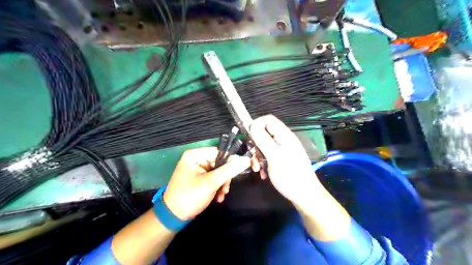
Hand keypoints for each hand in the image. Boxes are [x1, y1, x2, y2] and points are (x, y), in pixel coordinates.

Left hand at [163, 148, 249, 219]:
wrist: (173, 217)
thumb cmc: (190, 196)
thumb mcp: (211, 183)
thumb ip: (229, 170)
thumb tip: (246, 160)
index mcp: (195, 155)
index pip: (220, 152)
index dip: (232, 161)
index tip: (243, 169)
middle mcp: (196, 159)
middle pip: (220, 163)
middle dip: (225, 178)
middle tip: (226, 189)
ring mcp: (197, 169)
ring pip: (218, 172)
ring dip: (222, 184)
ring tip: (221, 196)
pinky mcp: (199, 178)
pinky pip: (213, 178)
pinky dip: (217, 187)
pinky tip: (217, 198)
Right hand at [249, 115, 322, 205]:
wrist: (304, 195)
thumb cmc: (290, 175)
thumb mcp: (274, 157)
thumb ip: (263, 140)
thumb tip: (252, 125)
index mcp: (285, 136)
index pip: (268, 120)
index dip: (257, 124)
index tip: (248, 136)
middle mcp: (284, 141)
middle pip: (265, 133)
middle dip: (256, 144)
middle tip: (253, 157)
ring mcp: (283, 150)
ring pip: (264, 146)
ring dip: (258, 156)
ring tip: (257, 169)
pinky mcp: (282, 160)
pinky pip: (268, 156)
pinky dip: (263, 163)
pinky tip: (263, 173)